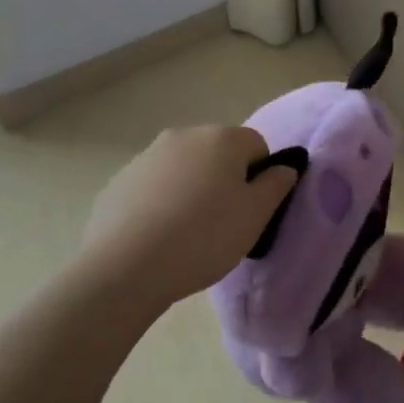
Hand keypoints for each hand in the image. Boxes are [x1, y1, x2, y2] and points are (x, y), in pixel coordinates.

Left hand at [81, 126, 294, 312]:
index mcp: (223, 138)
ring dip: (190, 190)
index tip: (248, 211)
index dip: (259, 178)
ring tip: (185, 234)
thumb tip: (284, 168)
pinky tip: (155, 237)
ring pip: (184, 168)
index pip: (256, 146)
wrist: (124, 268)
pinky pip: (153, 187)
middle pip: (218, 153)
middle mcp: (185, 135)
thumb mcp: (255, 216)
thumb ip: (277, 184)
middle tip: (221, 223)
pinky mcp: (119, 180)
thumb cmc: (203, 237)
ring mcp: (148, 155)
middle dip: (223, 180)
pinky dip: (159, 203)